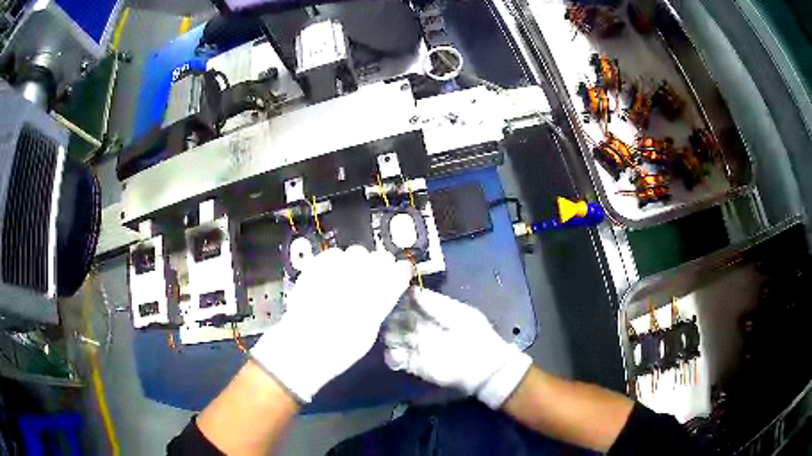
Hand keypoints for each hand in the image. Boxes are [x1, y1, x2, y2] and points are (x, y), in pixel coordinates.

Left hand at [251, 246, 411, 402]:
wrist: (304, 344)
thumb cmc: (341, 347)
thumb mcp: (370, 330)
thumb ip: (379, 306)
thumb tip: (382, 294)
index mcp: (381, 294)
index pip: (400, 270)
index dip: (399, 273)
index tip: (397, 277)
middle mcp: (363, 276)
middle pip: (381, 257)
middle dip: (380, 265)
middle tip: (372, 279)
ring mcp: (339, 268)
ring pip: (357, 252)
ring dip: (357, 263)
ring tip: (349, 278)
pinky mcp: (318, 265)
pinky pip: (333, 255)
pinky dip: (335, 263)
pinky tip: (331, 276)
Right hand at [384, 287, 531, 408]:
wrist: (485, 366)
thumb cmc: (476, 335)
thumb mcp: (459, 314)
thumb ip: (435, 304)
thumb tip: (411, 290)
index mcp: (430, 312)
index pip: (407, 301)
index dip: (400, 299)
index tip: (394, 297)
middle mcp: (419, 327)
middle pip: (396, 318)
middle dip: (392, 318)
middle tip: (392, 318)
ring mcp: (415, 346)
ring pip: (392, 337)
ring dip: (390, 336)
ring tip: (394, 337)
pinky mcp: (414, 365)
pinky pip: (395, 360)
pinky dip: (392, 357)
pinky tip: (396, 354)